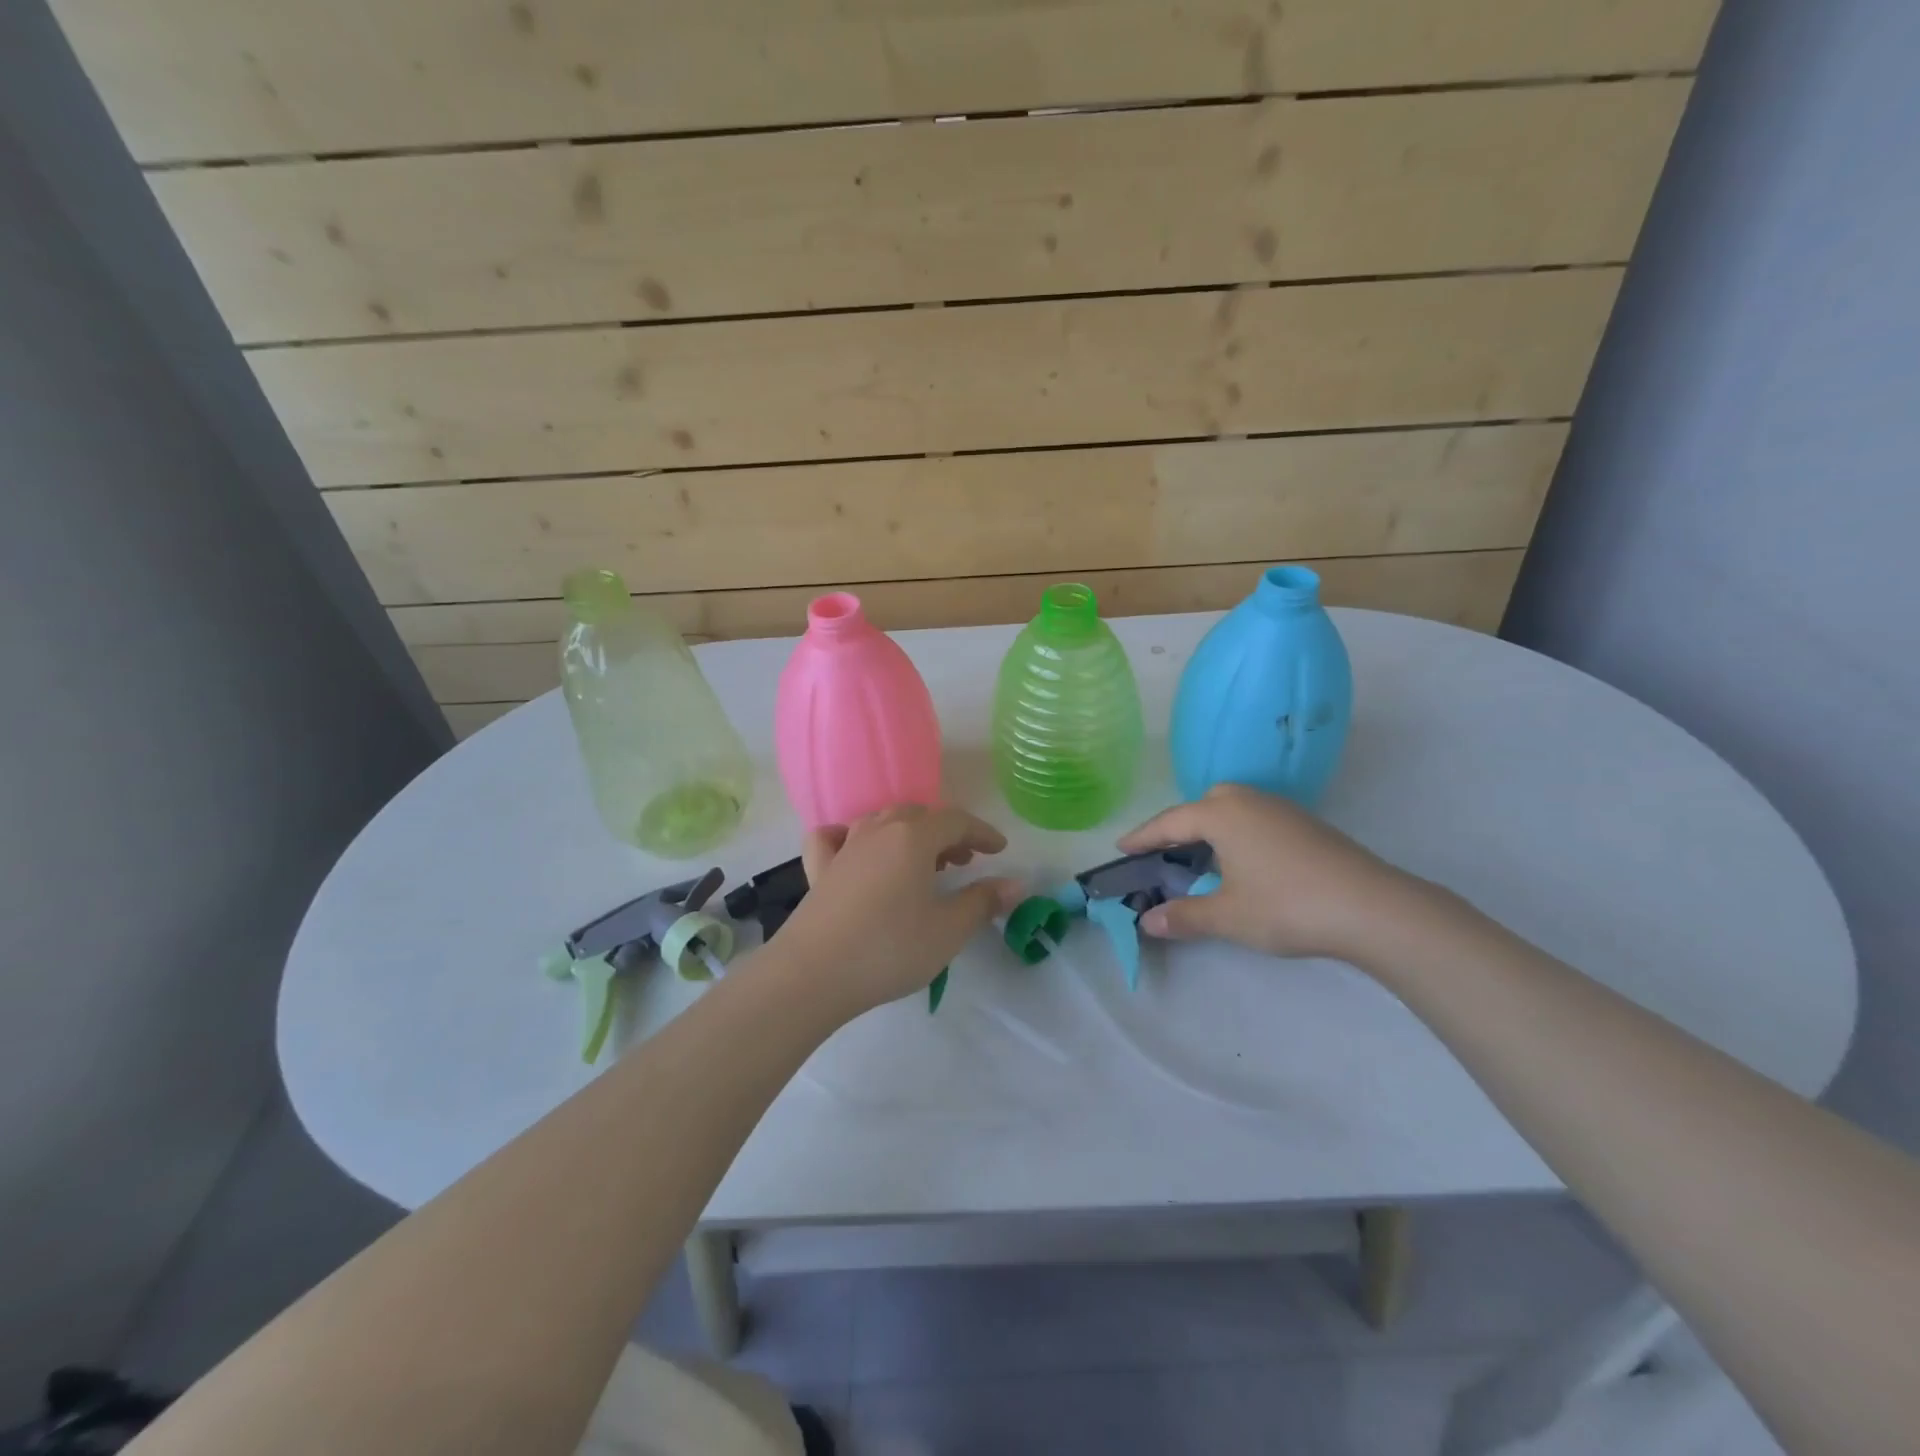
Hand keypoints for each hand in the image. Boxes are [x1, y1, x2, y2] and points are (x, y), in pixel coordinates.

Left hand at [773, 805, 1022, 1015]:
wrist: (813, 973)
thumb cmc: (890, 948)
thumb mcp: (948, 930)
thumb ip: (983, 902)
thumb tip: (1016, 883)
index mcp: (913, 838)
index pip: (956, 821)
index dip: (982, 832)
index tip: (1000, 850)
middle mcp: (878, 831)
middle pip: (919, 816)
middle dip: (946, 833)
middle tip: (963, 861)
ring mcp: (844, 848)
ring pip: (881, 822)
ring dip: (908, 834)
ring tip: (922, 862)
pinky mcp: (818, 870)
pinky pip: (835, 838)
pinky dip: (851, 837)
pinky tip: (855, 851)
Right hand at [1119, 783, 1422, 961]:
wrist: (1372, 907)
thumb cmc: (1287, 906)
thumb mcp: (1228, 916)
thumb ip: (1184, 915)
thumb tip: (1147, 921)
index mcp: (1221, 813)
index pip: (1169, 822)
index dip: (1142, 837)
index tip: (1121, 848)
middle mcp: (1248, 801)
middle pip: (1201, 806)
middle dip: (1178, 827)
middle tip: (1163, 855)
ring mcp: (1281, 810)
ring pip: (1231, 810)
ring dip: (1210, 830)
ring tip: (1201, 860)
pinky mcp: (1305, 824)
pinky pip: (1254, 820)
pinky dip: (1236, 835)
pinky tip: (1243, 864)